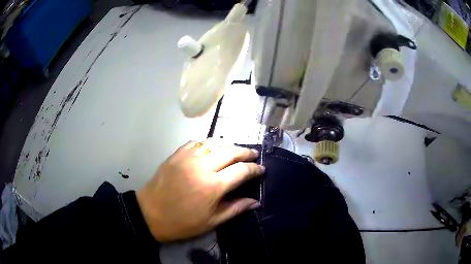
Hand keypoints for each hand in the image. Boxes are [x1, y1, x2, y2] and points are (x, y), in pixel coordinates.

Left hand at [137, 138, 264, 241]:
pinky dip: (209, 142)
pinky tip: (213, 147)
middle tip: (253, 154)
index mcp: (213, 186)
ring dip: (229, 144)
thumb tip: (256, 202)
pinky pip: (197, 142)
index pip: (241, 171)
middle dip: (245, 152)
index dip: (254, 169)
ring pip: (214, 143)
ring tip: (236, 149)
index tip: (261, 169)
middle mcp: (202, 167)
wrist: (151, 214)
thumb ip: (235, 208)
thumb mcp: (212, 221)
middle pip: (230, 152)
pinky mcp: (177, 154)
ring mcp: (188, 157)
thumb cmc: (182, 222)